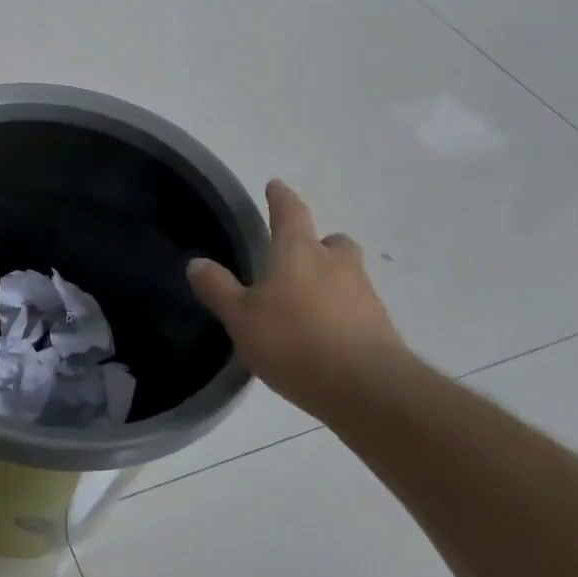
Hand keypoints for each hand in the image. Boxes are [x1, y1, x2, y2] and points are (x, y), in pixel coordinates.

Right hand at [187, 179, 411, 416]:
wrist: (369, 390)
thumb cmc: (295, 342)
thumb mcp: (242, 318)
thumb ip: (218, 289)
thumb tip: (196, 262)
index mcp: (299, 252)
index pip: (290, 212)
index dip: (281, 198)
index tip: (275, 186)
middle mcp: (336, 264)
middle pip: (331, 241)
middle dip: (317, 243)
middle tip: (298, 255)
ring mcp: (364, 295)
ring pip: (348, 274)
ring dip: (331, 279)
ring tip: (308, 301)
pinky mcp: (381, 328)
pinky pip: (358, 308)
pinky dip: (343, 312)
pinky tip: (326, 335)